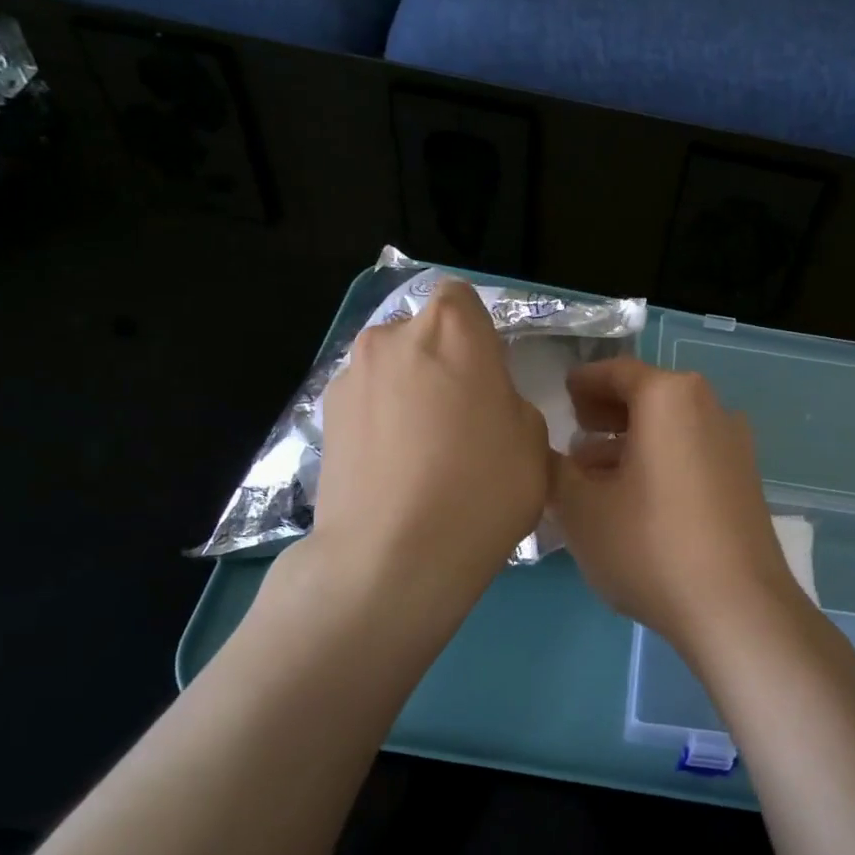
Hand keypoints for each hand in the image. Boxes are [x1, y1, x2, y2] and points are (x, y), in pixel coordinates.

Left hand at [274, 280, 551, 632]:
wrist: (392, 557)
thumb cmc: (482, 489)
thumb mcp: (533, 441)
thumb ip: (508, 401)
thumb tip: (484, 404)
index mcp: (452, 329)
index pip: (460, 296)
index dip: (475, 331)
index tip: (487, 374)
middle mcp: (391, 337)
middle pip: (421, 333)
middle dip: (440, 362)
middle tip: (459, 418)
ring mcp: (348, 377)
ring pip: (390, 369)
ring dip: (407, 393)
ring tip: (422, 453)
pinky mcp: (321, 419)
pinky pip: (365, 405)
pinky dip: (379, 424)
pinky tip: (392, 471)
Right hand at [549, 359, 809, 664]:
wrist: (737, 607)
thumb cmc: (650, 546)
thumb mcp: (581, 508)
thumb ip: (555, 470)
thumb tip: (547, 453)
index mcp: (670, 397)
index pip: (617, 372)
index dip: (585, 381)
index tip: (563, 393)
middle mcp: (709, 408)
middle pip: (650, 396)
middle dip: (608, 411)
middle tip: (575, 428)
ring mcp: (734, 445)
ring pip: (671, 428)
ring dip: (631, 441)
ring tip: (593, 470)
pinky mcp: (745, 480)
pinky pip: (692, 453)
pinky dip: (660, 460)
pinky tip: (634, 496)